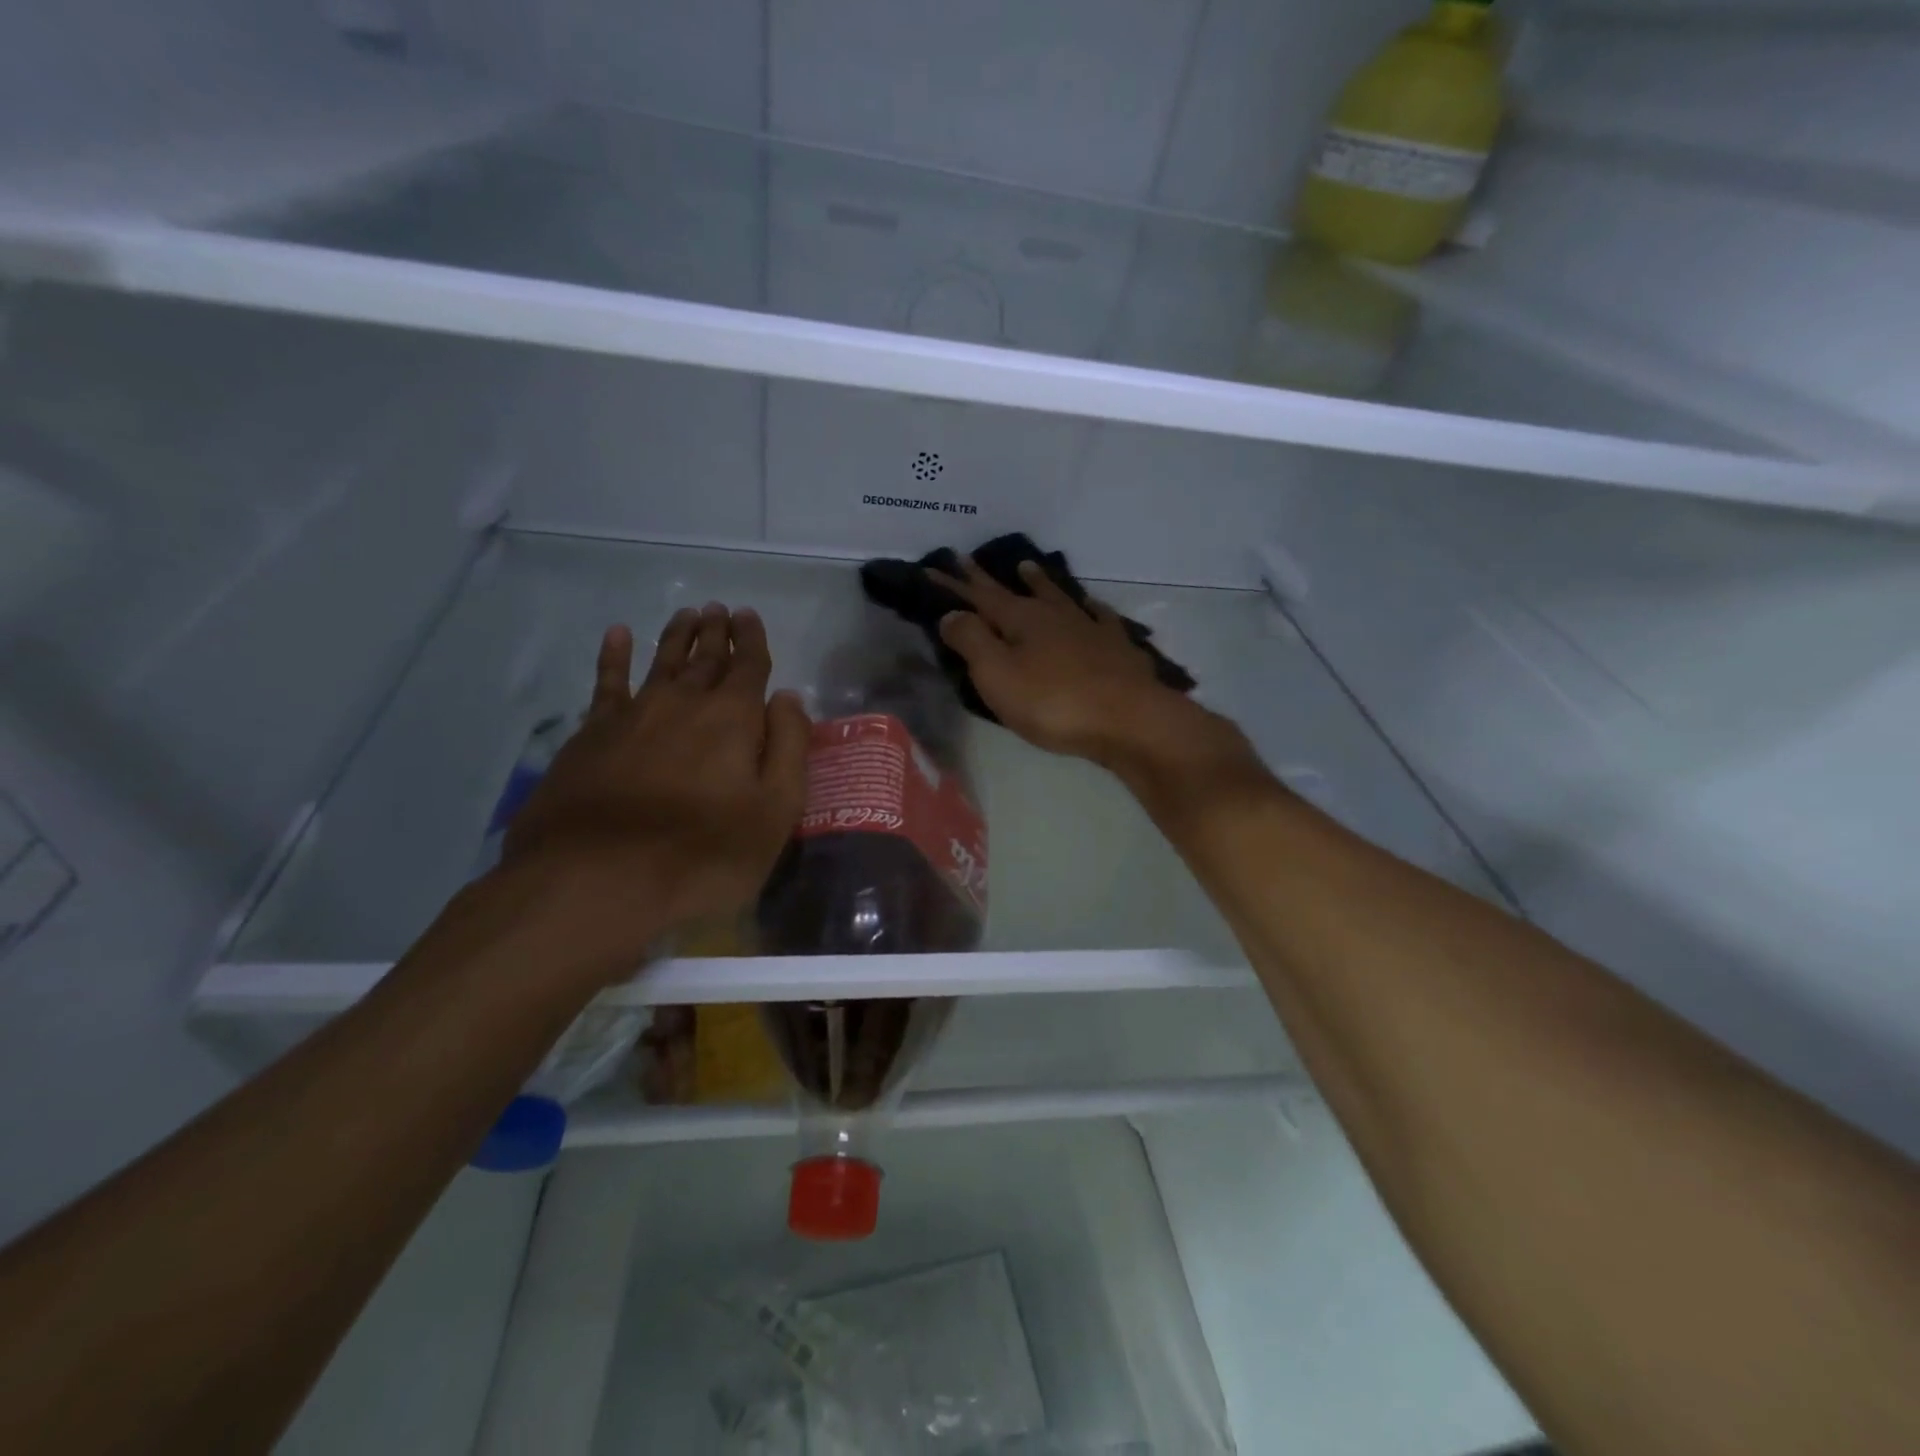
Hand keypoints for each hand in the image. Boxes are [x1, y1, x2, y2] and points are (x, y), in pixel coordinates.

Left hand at [499, 604, 809, 974]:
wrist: (596, 880)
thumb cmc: (703, 854)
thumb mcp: (774, 812)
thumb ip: (787, 748)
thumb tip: (788, 697)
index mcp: (732, 718)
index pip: (748, 666)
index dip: (752, 640)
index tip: (750, 616)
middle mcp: (683, 703)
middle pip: (705, 657)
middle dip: (716, 632)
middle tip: (720, 608)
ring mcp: (632, 715)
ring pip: (661, 662)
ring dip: (677, 636)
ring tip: (687, 613)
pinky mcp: (590, 736)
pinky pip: (606, 683)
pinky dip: (613, 656)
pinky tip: (617, 635)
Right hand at [934, 557, 1263, 798]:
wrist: (1130, 719)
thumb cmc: (1054, 702)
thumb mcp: (998, 675)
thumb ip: (971, 641)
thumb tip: (951, 614)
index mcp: (1020, 620)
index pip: (978, 597)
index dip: (954, 585)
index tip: (932, 567)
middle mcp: (1054, 615)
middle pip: (1015, 592)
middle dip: (988, 578)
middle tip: (969, 558)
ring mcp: (1089, 628)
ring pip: (1058, 597)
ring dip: (1039, 582)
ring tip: (1027, 567)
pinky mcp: (1117, 648)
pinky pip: (1100, 618)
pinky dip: (1090, 609)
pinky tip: (1091, 607)